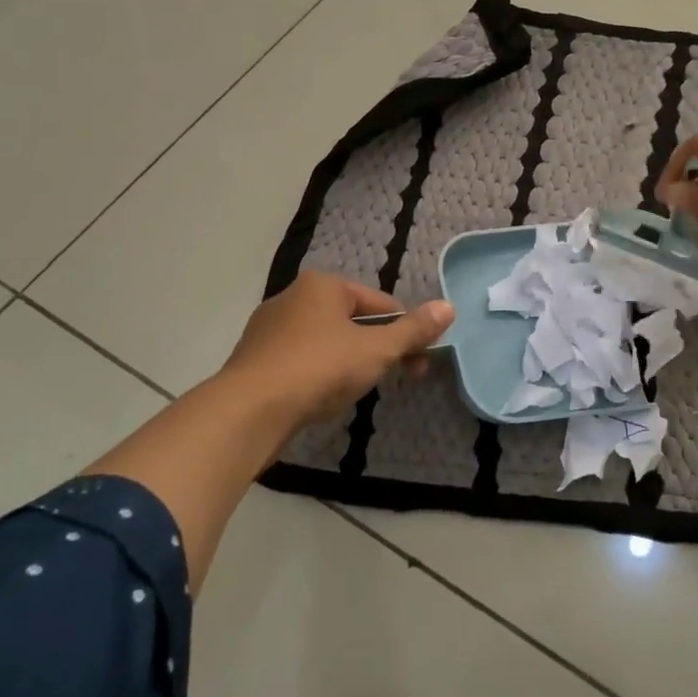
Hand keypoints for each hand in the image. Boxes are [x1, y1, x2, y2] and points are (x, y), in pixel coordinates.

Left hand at [220, 272, 453, 432]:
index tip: (419, 363)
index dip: (406, 333)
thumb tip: (448, 306)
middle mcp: (293, 297)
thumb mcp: (378, 350)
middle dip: (379, 349)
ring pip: (327, 341)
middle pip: (354, 321)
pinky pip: (301, 360)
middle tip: (398, 379)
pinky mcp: (254, 359)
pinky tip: (323, 397)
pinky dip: (319, 374)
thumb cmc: (320, 369)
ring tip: (357, 391)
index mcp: (323, 285)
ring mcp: (268, 329)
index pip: (381, 304)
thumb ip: (414, 330)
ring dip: (350, 362)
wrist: (248, 411)